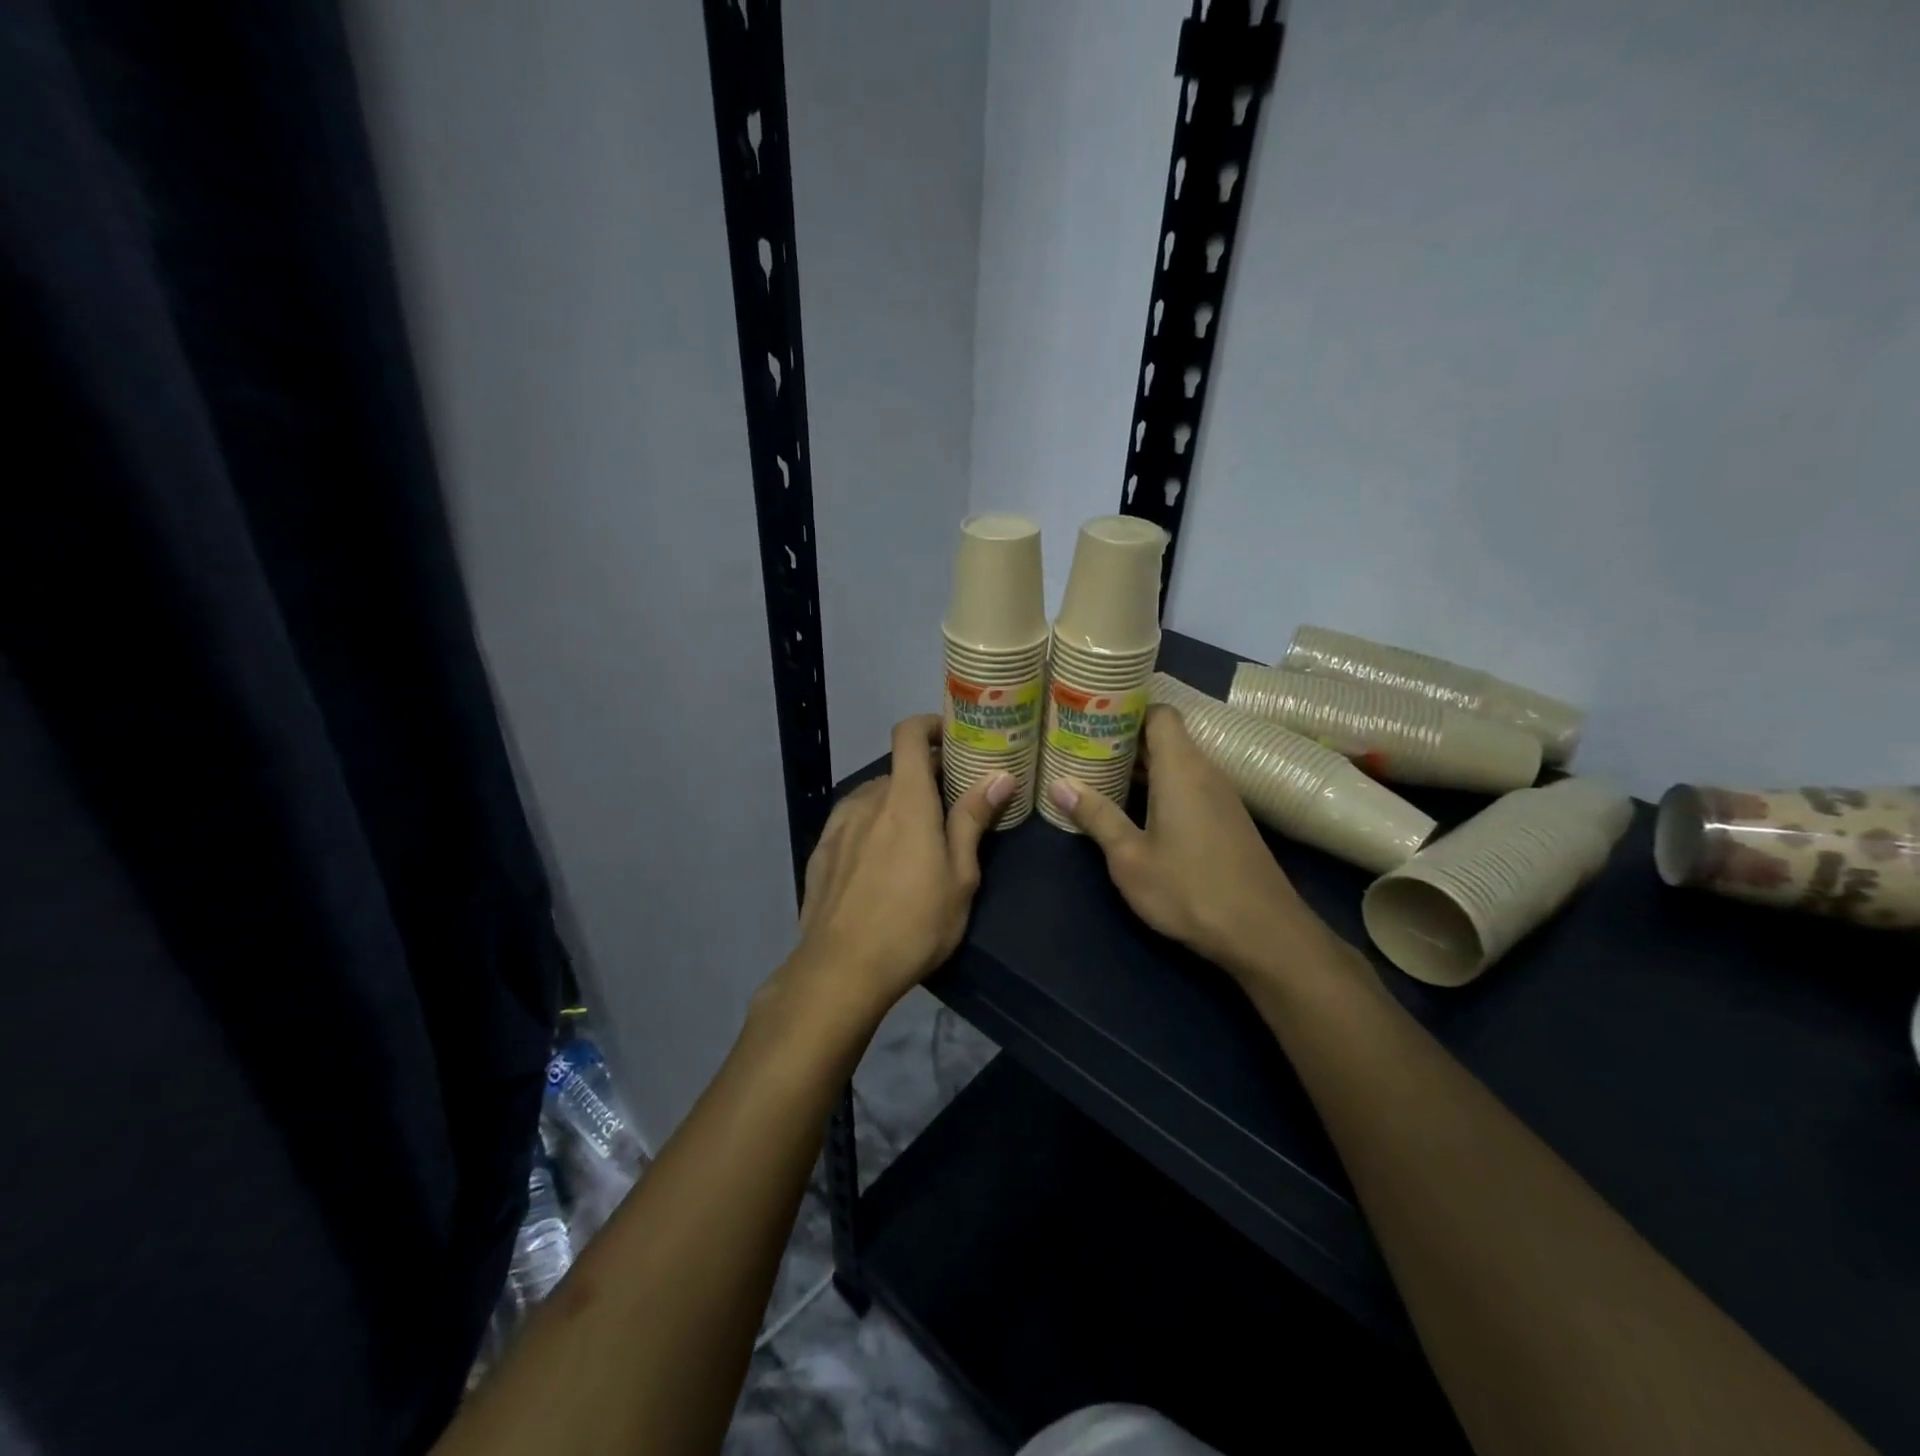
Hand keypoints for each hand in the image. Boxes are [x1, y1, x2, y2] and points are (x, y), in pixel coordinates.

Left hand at [778, 715, 1013, 1022]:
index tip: (952, 739)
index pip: (908, 734)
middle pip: (897, 771)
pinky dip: (872, 828)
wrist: (840, 970)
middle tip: (949, 808)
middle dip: (924, 780)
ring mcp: (838, 826)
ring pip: (874, 798)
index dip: (930, 725)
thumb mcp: (959, 877)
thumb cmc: (914, 923)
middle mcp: (867, 800)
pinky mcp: (820, 852)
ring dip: (897, 806)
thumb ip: (973, 820)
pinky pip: (852, 823)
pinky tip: (880, 866)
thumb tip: (999, 776)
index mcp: (905, 799)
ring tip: (915, 842)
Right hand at [1047, 705, 1340, 986]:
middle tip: (1081, 745)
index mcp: (1181, 768)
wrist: (1263, 933)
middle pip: (1165, 736)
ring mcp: (1221, 796)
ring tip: (1099, 772)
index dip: (1126, 707)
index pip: (1159, 712)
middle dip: (1124, 737)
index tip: (1091, 715)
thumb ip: (1096, 816)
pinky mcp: (1227, 819)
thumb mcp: (1130, 857)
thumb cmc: (1189, 889)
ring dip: (1141, 764)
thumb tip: (1059, 784)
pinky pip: (1189, 784)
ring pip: (1176, 762)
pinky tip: (1134, 807)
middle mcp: (1205, 771)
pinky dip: (1160, 785)